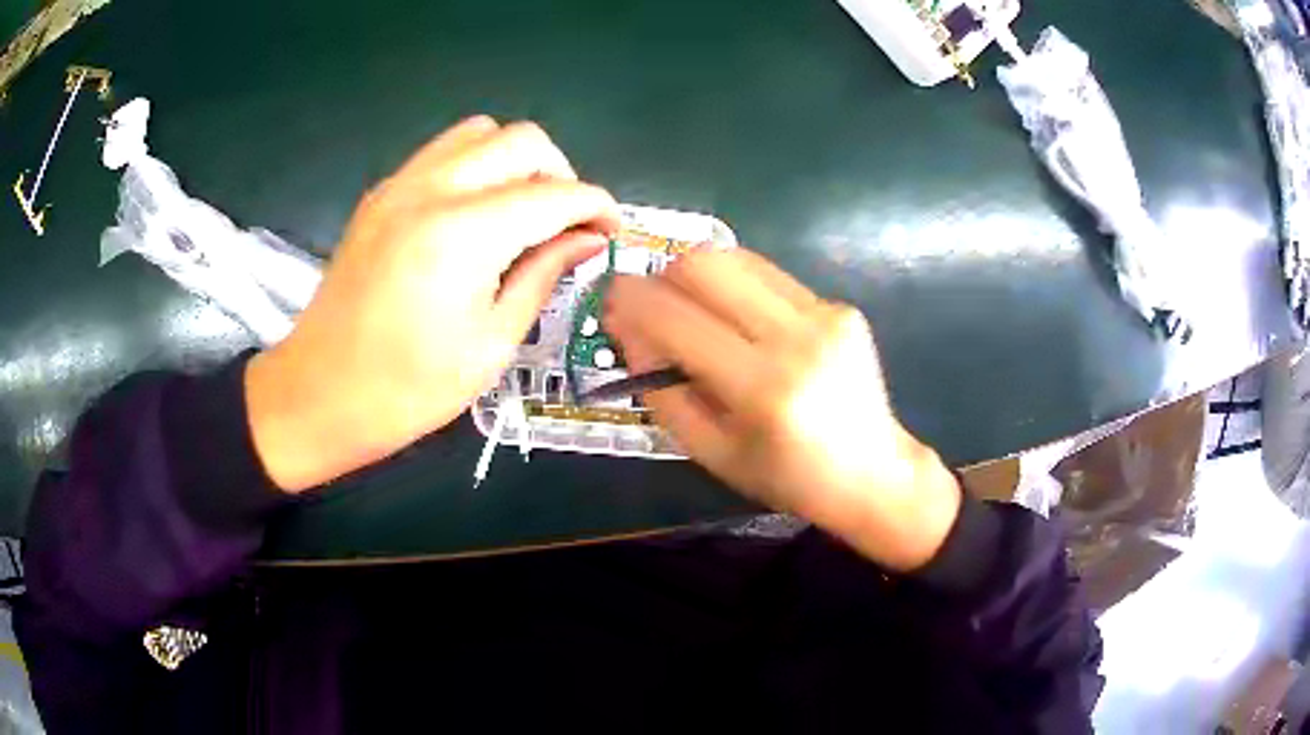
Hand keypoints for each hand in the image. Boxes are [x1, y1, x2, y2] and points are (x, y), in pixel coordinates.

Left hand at [246, 117, 619, 491]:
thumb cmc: (408, 389)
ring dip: (516, 161)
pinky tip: (476, 214)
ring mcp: (400, 185)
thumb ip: (543, 275)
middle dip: (561, 174)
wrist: (319, 394)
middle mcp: (432, 190)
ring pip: (480, 132)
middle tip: (566, 223)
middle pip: (522, 140)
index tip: (612, 231)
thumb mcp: (491, 343)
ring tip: (521, 211)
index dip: (597, 206)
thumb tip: (589, 239)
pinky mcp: (381, 193)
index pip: (555, 194)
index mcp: (463, 235)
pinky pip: (443, 152)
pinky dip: (476, 166)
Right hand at [605, 250, 960, 571]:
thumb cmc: (786, 477)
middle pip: (706, 264)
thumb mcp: (711, 452)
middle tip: (654, 305)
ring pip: (737, 258)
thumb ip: (662, 391)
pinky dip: (739, 290)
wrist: (872, 472)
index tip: (610, 301)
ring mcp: (824, 314)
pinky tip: (743, 324)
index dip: (632, 302)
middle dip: (664, 276)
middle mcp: (797, 338)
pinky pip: (769, 276)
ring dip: (699, 276)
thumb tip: (628, 332)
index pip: (676, 319)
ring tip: (694, 311)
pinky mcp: (840, 306)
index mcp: (762, 389)